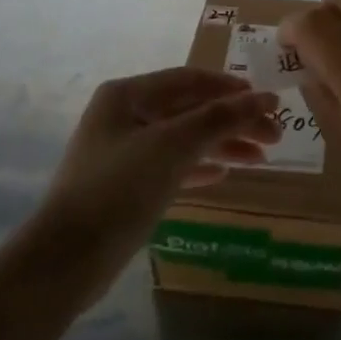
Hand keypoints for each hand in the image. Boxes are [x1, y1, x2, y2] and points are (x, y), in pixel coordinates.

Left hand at [32, 68, 280, 297]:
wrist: (65, 259)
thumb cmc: (119, 189)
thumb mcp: (173, 146)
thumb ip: (221, 118)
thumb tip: (267, 98)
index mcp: (128, 94)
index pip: (190, 79)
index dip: (232, 88)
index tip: (269, 102)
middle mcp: (124, 115)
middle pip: (190, 110)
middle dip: (232, 121)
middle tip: (275, 137)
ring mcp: (122, 151)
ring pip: (183, 139)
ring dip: (221, 145)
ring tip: (261, 158)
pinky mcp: (125, 185)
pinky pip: (171, 166)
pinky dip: (198, 167)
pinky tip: (224, 174)